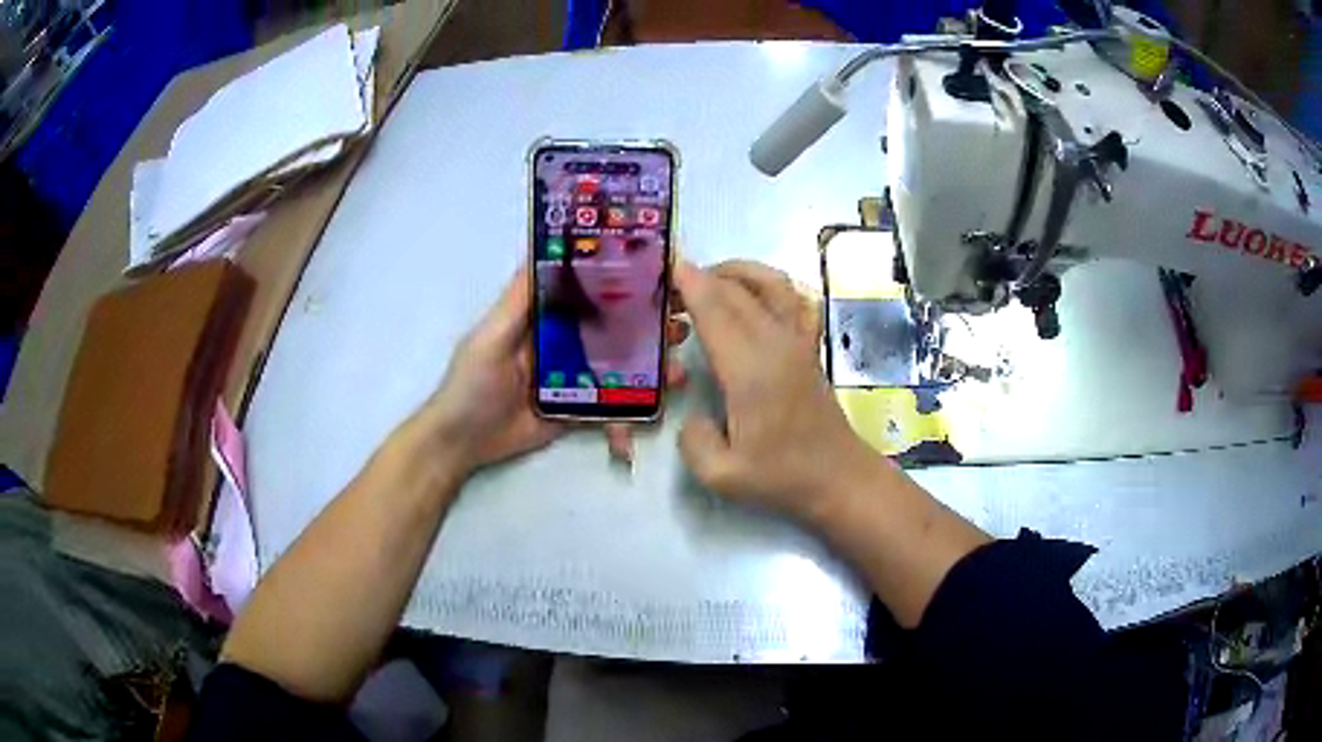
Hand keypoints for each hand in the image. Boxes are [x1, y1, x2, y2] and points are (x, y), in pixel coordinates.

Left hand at [407, 265, 688, 476]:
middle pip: (616, 327)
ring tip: (678, 371)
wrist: (462, 442)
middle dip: (651, 324)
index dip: (625, 279)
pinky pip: (612, 407)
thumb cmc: (471, 382)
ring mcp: (576, 377)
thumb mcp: (491, 335)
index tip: (662, 272)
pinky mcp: (579, 410)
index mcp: (546, 316)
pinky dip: (634, 413)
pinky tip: (655, 416)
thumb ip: (519, 299)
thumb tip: (546, 248)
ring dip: (653, 367)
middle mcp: (566, 341)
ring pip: (622, 366)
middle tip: (682, 322)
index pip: (591, 290)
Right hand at [675, 260, 878, 521]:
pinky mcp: (810, 347)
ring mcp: (797, 342)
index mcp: (749, 370)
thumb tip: (693, 414)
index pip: (715, 311)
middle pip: (737, 291)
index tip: (668, 265)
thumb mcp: (721, 475)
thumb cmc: (781, 477)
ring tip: (711, 280)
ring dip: (738, 272)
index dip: (690, 284)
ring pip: (770, 284)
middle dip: (703, 277)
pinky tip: (754, 296)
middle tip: (673, 286)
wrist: (839, 478)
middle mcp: (775, 344)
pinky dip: (770, 285)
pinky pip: (793, 299)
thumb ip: (693, 441)